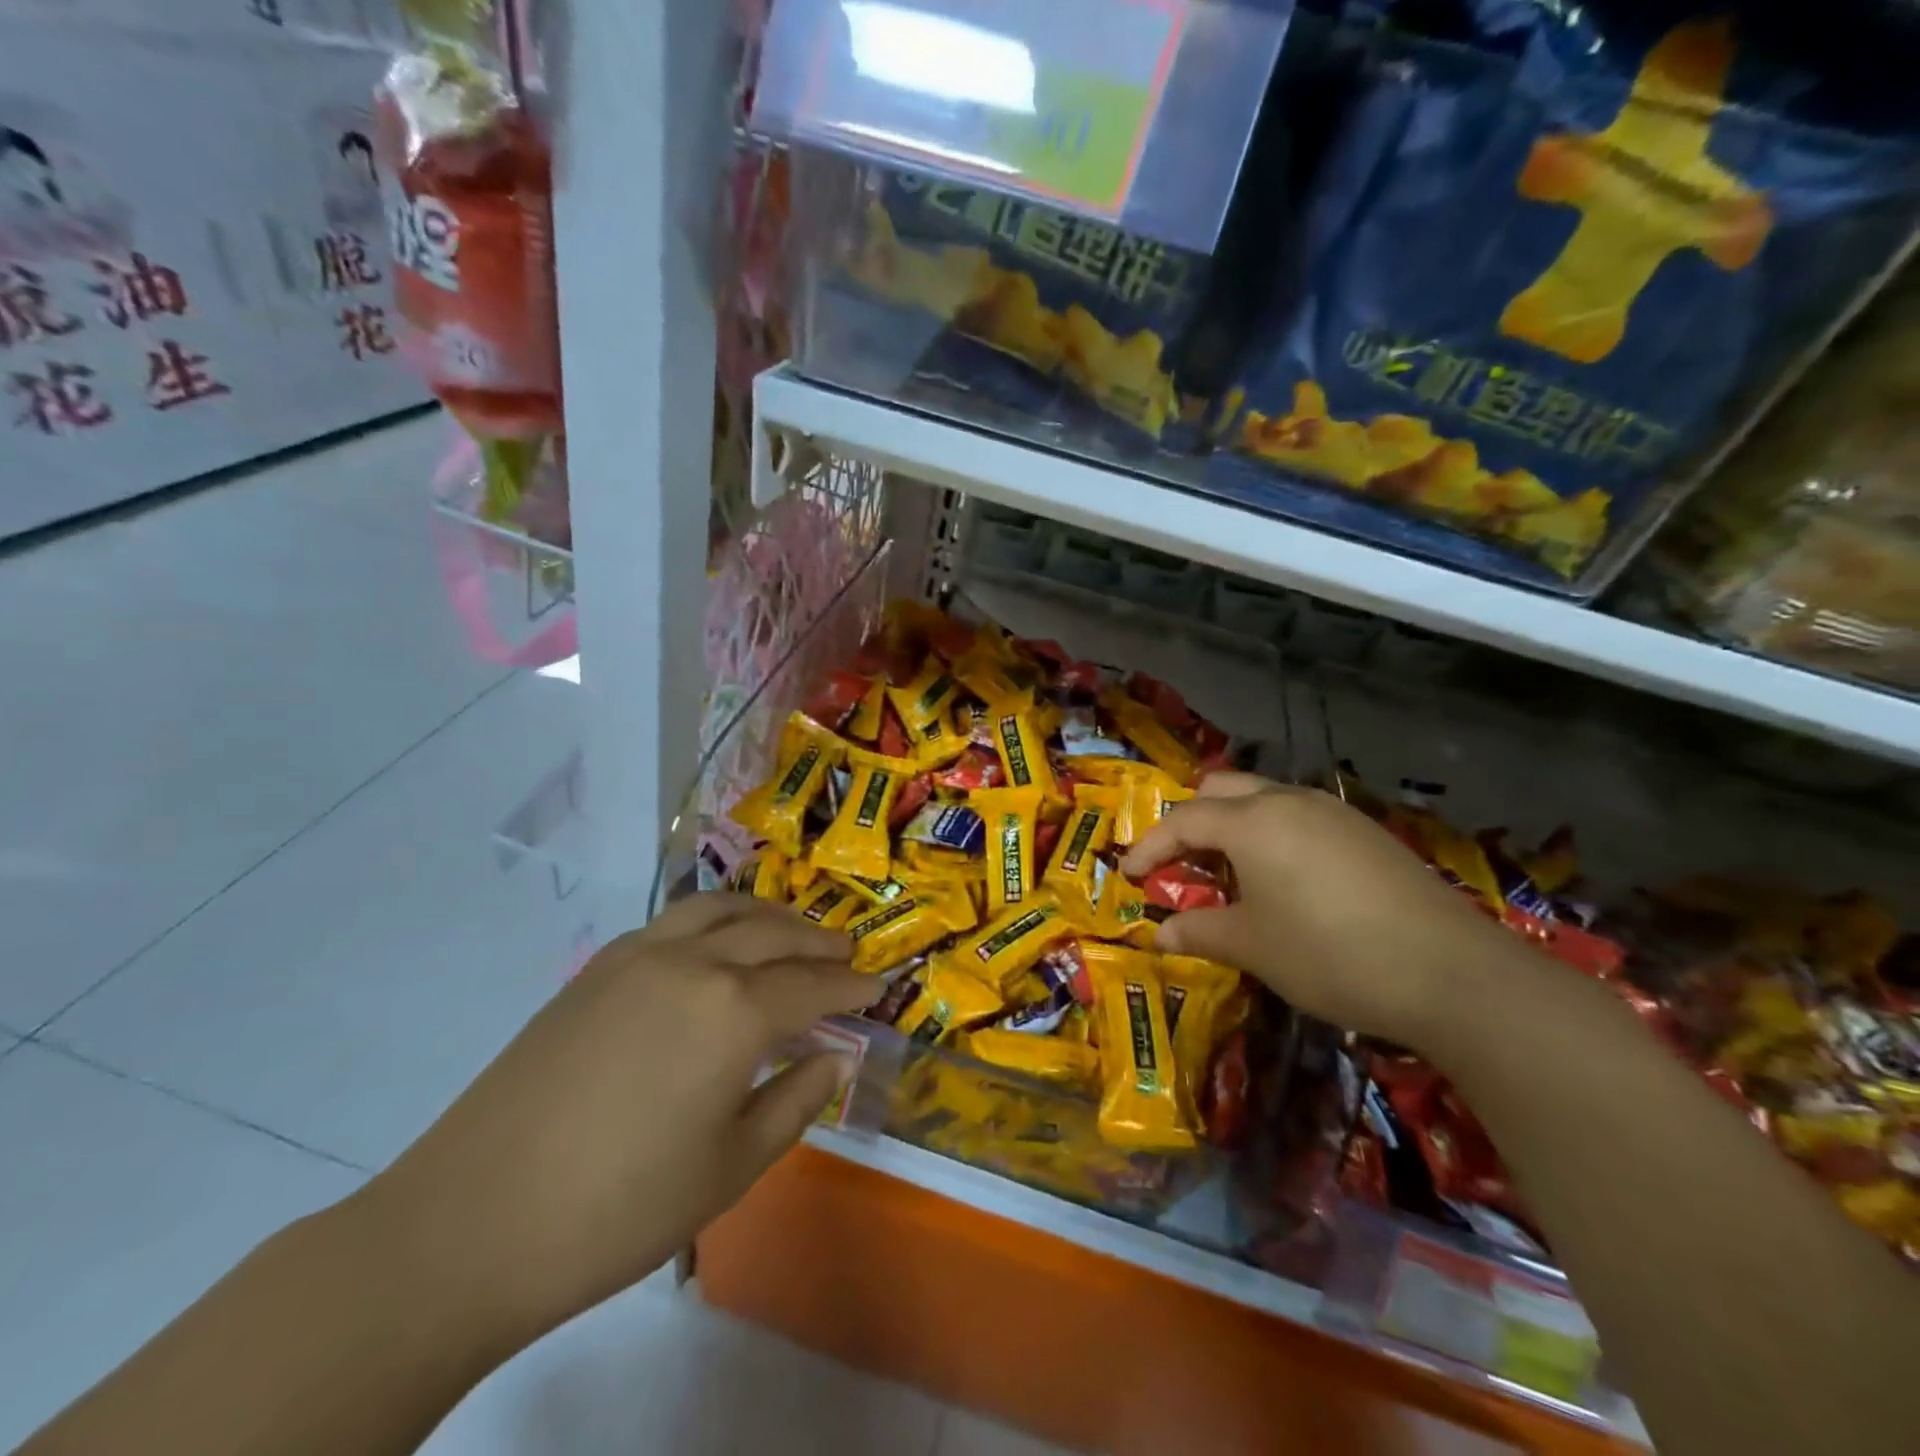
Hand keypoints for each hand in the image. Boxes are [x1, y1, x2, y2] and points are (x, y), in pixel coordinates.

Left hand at [345, 893, 879, 1352]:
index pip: (813, 985)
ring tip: (792, 929)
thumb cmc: (619, 1209)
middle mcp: (694, 962)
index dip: (851, 986)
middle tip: (846, 951)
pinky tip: (718, 944)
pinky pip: (675, 920)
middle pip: (774, 933)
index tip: (878, 986)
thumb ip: (796, 1100)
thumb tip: (838, 1057)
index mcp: (735, 1011)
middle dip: (817, 941)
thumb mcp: (731, 1167)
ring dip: (768, 915)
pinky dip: (716, 918)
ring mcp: (640, 955)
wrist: (469, 1223)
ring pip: (722, 909)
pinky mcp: (598, 967)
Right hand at [1122, 772, 1524, 1048]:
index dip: (1150, 846)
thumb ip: (1200, 931)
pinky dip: (1272, 835)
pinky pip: (1300, 817)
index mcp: (1251, 821)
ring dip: (1234, 825)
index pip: (1182, 820)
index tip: (1129, 874)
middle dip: (1191, 820)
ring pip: (1264, 798)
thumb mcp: (1253, 947)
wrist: (1452, 973)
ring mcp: (1333, 813)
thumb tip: (1160, 933)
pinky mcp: (1366, 833)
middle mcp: (1289, 801)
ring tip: (1229, 871)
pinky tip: (1284, 878)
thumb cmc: (1329, 955)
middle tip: (1179, 862)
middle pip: (1221, 789)